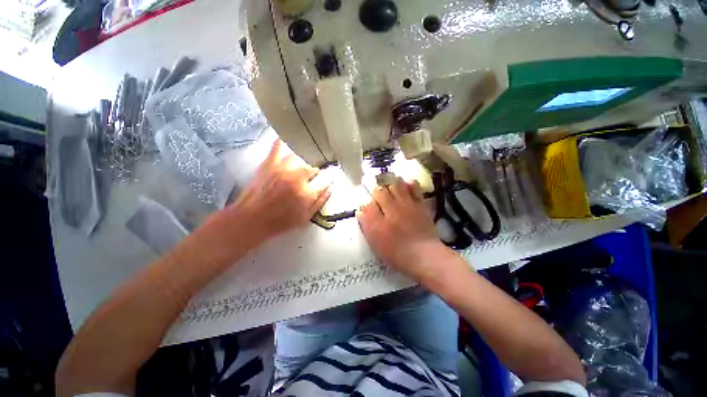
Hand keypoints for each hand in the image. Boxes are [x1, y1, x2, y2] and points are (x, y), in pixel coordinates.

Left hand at [230, 139, 330, 239]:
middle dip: (316, 171)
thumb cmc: (279, 222)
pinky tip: (287, 139)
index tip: (328, 179)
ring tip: (305, 161)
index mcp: (307, 193)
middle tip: (315, 173)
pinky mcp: (269, 164)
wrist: (251, 220)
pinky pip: (277, 147)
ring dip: (305, 159)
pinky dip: (282, 142)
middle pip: (313, 167)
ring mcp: (282, 169)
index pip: (325, 180)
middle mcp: (297, 178)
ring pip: (300, 156)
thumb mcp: (305, 218)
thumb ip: (320, 202)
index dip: (328, 179)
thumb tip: (330, 189)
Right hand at [357, 178, 449, 280]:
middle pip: (379, 191)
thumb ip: (366, 226)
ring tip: (390, 188)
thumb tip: (360, 211)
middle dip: (375, 191)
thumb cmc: (397, 254)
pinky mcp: (420, 204)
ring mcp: (407, 206)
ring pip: (395, 184)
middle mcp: (391, 211)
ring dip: (390, 184)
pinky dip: (409, 184)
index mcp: (378, 223)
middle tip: (377, 195)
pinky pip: (414, 187)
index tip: (366, 206)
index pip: (366, 204)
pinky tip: (405, 186)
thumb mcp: (376, 244)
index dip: (365, 203)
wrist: (425, 256)